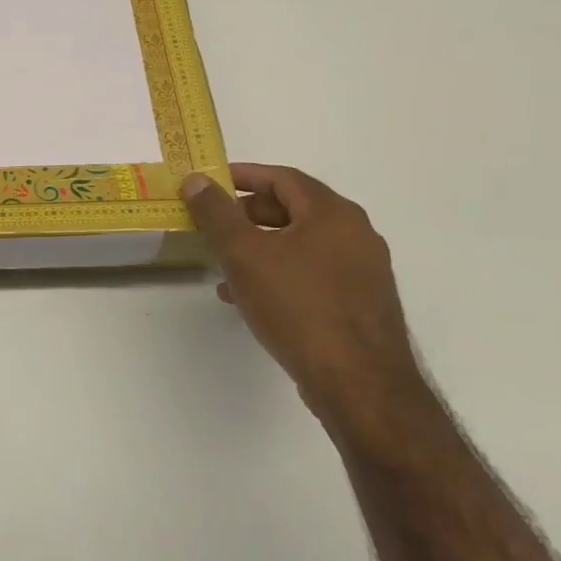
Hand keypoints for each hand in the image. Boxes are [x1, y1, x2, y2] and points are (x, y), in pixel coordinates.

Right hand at [181, 164, 424, 428]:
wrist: (359, 384)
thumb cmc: (299, 306)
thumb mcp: (244, 254)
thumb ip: (217, 213)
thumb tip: (196, 180)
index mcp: (333, 214)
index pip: (283, 178)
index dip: (245, 175)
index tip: (211, 182)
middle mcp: (356, 235)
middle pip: (294, 210)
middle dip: (249, 214)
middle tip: (214, 223)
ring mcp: (364, 272)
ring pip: (301, 246)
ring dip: (261, 248)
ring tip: (224, 266)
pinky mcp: (362, 305)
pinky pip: (313, 275)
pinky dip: (280, 274)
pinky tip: (251, 298)